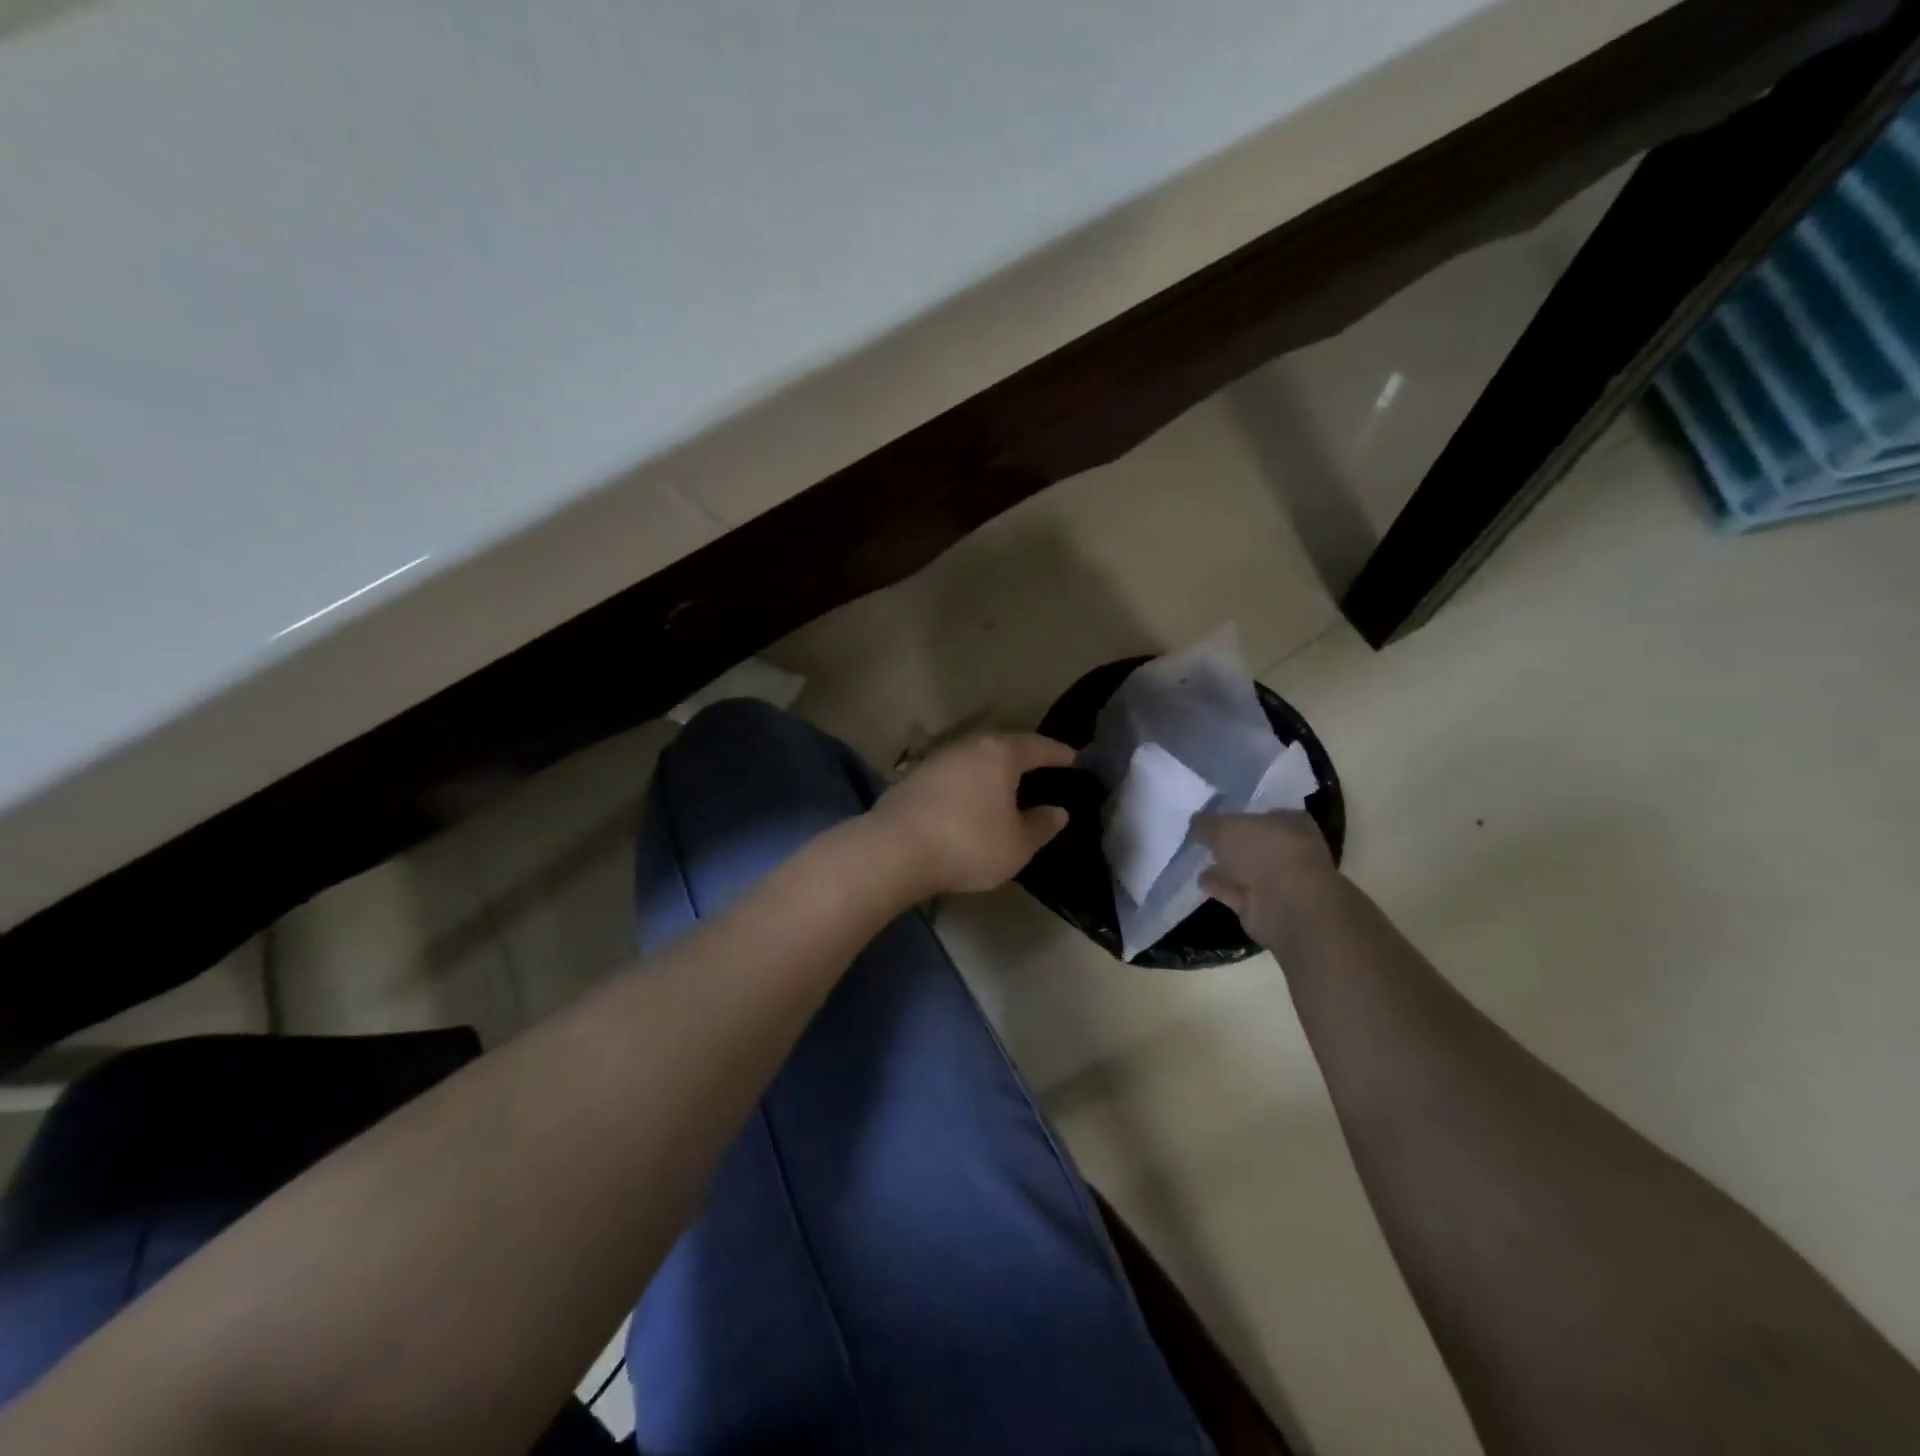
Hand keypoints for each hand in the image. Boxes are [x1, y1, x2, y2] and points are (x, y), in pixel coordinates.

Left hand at [868, 733, 1075, 897]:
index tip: (1073, 757)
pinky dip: (966, 783)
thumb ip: (1041, 826)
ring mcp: (936, 759)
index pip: (1037, 746)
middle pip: (1003, 744)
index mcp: (1000, 754)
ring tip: (1004, 784)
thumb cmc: (968, 844)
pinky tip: (967, 799)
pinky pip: (951, 774)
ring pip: (973, 757)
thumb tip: (1058, 812)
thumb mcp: (1017, 845)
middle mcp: (968, 747)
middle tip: (1039, 766)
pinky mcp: (912, 778)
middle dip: (1022, 755)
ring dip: (990, 769)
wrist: (895, 849)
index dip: (1057, 753)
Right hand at [1194, 811, 1339, 950]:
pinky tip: (1200, 881)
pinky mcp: (1265, 907)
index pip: (1266, 813)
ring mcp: (1280, 881)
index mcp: (1293, 823)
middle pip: (1255, 843)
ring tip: (1197, 859)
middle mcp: (1291, 850)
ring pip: (1247, 869)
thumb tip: (1195, 823)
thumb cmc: (1264, 853)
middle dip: (1232, 842)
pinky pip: (1237, 892)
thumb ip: (1206, 823)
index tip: (1217, 816)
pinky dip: (1221, 887)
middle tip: (1204, 838)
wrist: (1287, 907)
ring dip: (1225, 867)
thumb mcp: (1224, 827)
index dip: (1241, 813)